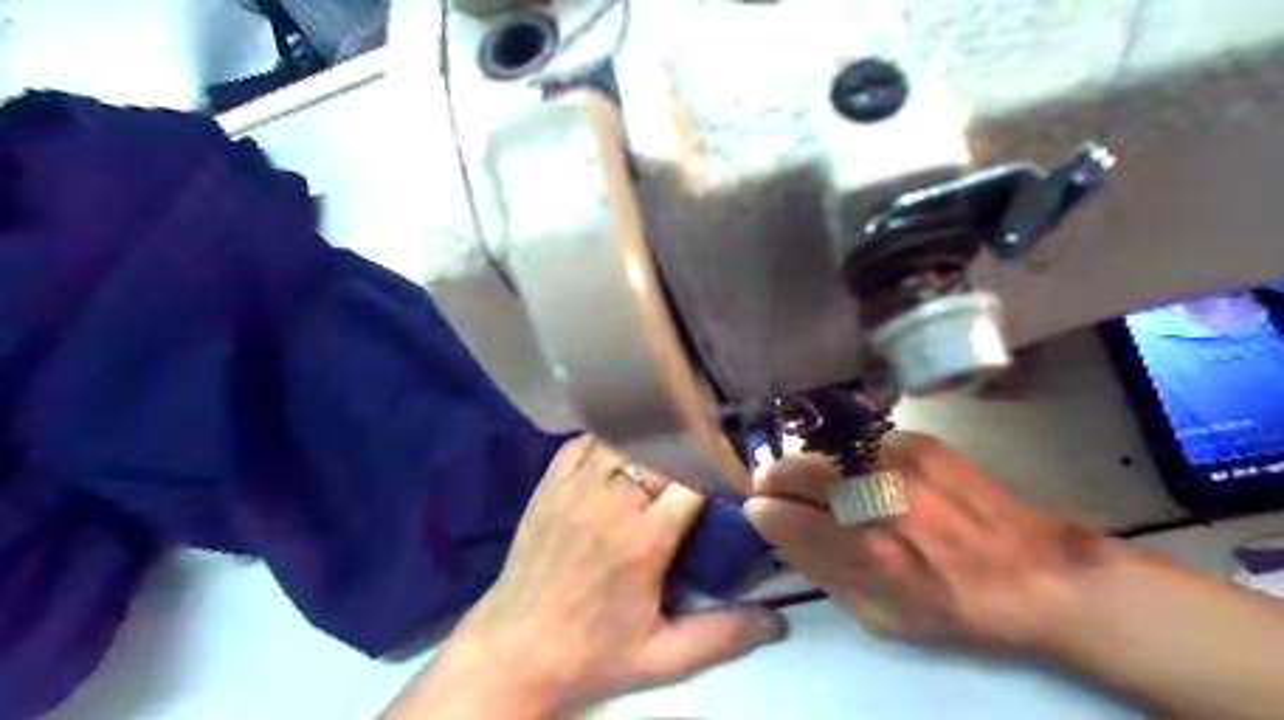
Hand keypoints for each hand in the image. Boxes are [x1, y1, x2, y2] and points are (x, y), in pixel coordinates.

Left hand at [397, 437, 788, 717]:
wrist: (513, 651)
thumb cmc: (591, 654)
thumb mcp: (663, 657)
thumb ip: (723, 635)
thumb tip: (779, 621)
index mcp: (645, 540)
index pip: (695, 480)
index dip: (720, 471)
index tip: (734, 475)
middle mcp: (611, 502)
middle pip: (662, 451)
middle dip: (689, 450)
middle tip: (704, 458)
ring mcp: (575, 487)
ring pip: (623, 437)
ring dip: (649, 441)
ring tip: (666, 448)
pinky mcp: (548, 485)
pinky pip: (582, 442)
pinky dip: (606, 439)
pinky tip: (618, 450)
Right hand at [749, 430, 1109, 655]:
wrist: (1029, 571)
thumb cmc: (948, 607)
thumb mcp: (876, 615)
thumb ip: (819, 569)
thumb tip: (777, 528)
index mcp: (863, 554)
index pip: (781, 515)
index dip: (761, 510)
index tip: (758, 509)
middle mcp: (875, 501)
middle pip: (793, 469)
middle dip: (772, 476)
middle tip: (773, 484)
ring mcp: (896, 463)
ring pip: (823, 450)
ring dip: (813, 466)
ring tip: (829, 483)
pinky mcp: (918, 443)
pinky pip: (862, 445)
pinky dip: (855, 459)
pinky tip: (875, 476)